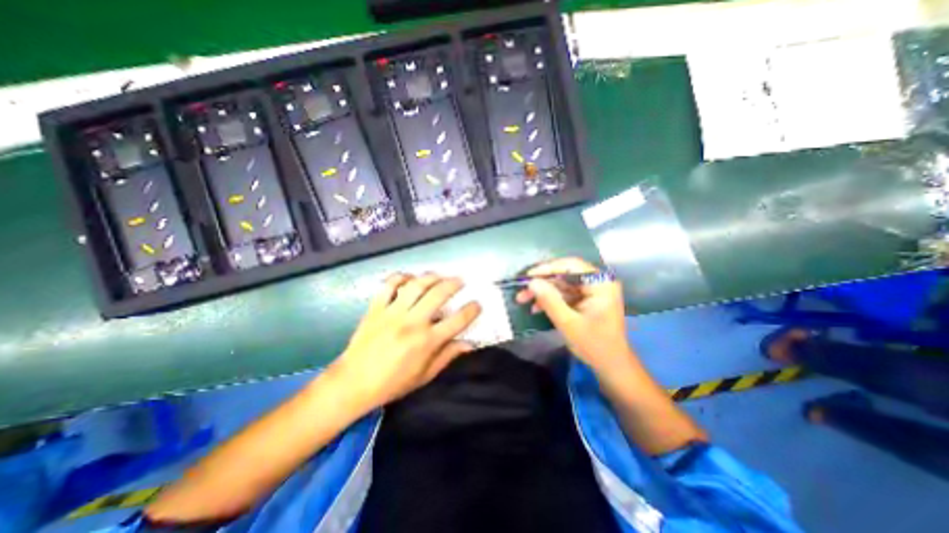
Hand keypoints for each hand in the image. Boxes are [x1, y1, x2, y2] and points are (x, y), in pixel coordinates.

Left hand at [330, 273, 481, 409]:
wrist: (353, 383)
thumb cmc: (393, 383)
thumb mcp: (425, 375)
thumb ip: (448, 356)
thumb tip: (469, 343)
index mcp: (427, 341)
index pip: (457, 320)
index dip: (472, 310)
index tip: (477, 304)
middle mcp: (412, 322)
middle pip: (438, 294)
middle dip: (454, 284)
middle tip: (461, 281)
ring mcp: (392, 312)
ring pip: (416, 285)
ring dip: (431, 276)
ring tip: (440, 275)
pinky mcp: (376, 308)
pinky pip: (388, 285)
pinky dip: (400, 277)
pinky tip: (409, 278)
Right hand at [517, 258, 632, 373]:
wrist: (612, 366)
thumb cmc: (595, 345)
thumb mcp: (569, 323)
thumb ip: (550, 301)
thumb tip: (532, 282)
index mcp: (601, 284)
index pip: (571, 266)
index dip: (547, 268)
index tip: (527, 277)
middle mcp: (597, 282)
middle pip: (564, 274)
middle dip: (542, 283)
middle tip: (522, 291)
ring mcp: (591, 291)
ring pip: (561, 284)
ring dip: (543, 292)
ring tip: (523, 300)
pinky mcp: (585, 299)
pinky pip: (564, 294)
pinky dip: (550, 300)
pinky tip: (536, 308)